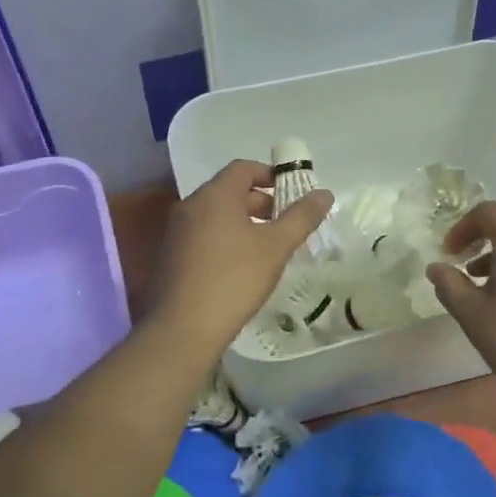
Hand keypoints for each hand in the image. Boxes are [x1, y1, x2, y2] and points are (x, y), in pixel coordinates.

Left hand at [146, 160, 332, 352]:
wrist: (183, 328)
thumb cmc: (234, 279)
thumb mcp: (275, 247)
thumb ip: (301, 217)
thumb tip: (325, 193)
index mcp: (214, 195)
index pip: (243, 168)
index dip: (270, 174)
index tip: (293, 192)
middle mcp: (190, 206)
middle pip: (229, 191)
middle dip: (260, 202)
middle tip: (285, 223)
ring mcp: (176, 231)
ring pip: (215, 215)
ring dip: (243, 222)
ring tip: (267, 247)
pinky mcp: (170, 256)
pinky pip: (202, 235)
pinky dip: (225, 239)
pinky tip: (241, 266)